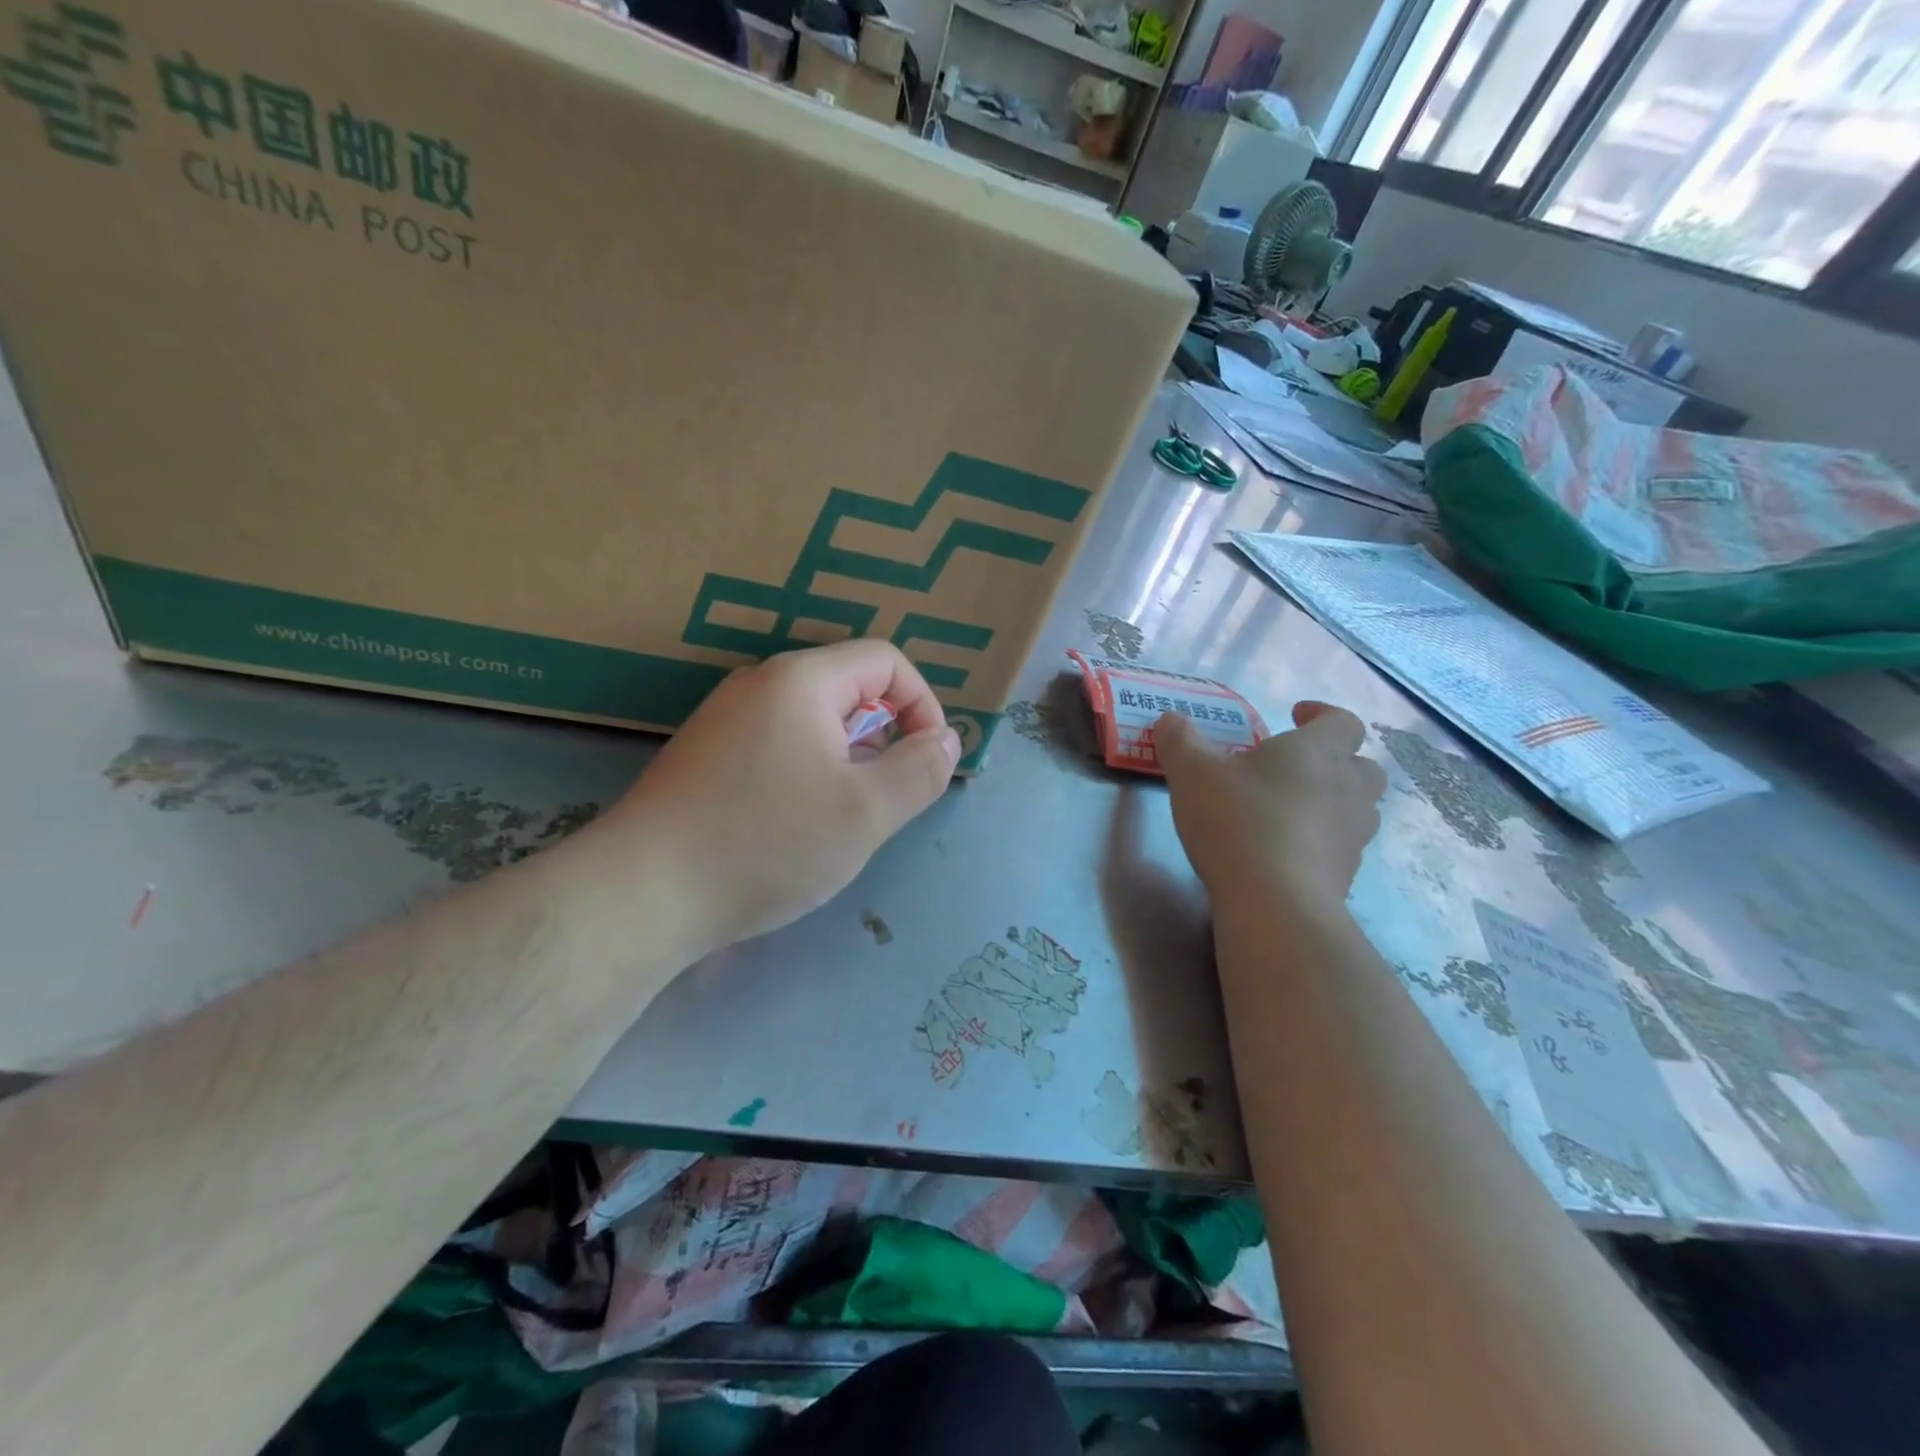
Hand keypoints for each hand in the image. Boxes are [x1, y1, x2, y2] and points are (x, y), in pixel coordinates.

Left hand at [613, 640, 960, 954]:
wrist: (642, 893)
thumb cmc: (766, 843)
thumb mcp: (866, 812)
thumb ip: (920, 770)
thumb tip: (946, 740)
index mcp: (800, 680)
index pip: (885, 660)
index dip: (922, 704)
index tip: (926, 762)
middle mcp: (759, 685)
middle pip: (849, 690)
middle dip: (882, 739)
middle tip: (881, 803)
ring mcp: (725, 720)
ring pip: (813, 724)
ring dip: (846, 763)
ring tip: (839, 821)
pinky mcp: (705, 757)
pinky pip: (777, 747)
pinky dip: (806, 775)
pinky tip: (792, 828)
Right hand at [1155, 701, 1386, 914]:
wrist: (1275, 903)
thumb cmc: (1237, 820)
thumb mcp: (1191, 772)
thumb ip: (1179, 740)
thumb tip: (1170, 719)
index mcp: (1318, 751)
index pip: (1343, 721)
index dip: (1322, 714)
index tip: (1296, 716)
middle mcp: (1347, 787)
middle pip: (1362, 765)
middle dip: (1335, 761)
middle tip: (1296, 768)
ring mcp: (1353, 835)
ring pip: (1358, 808)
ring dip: (1332, 802)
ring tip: (1291, 809)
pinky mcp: (1346, 875)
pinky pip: (1341, 847)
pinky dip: (1320, 842)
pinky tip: (1284, 851)